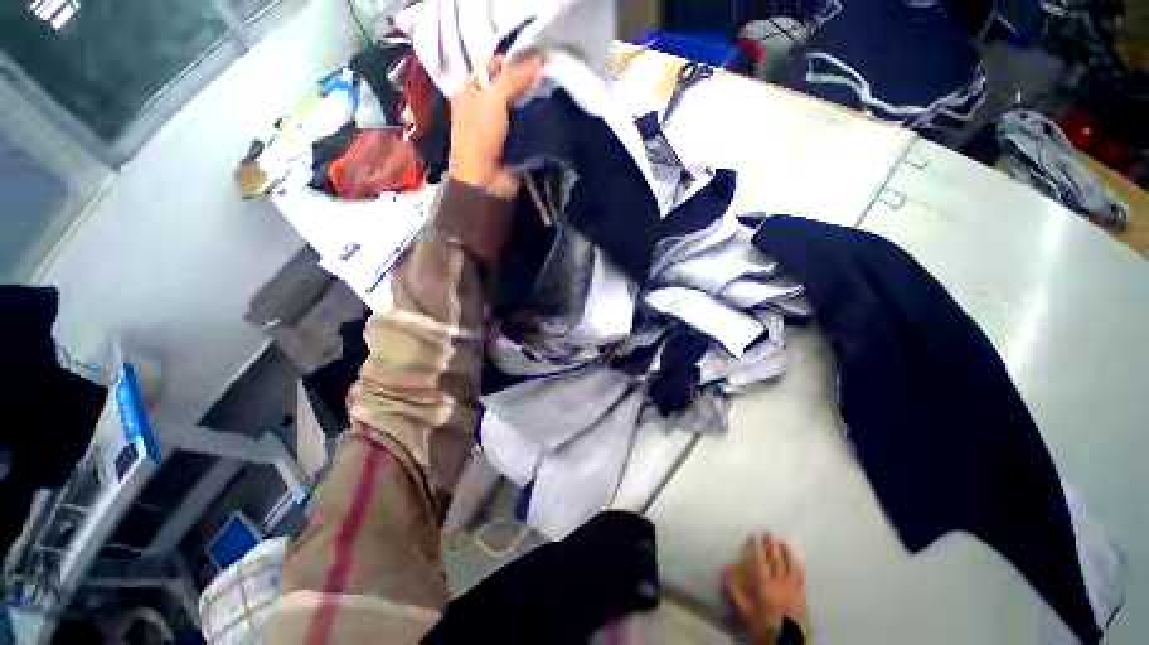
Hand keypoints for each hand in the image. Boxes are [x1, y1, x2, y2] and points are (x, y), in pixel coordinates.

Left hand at [448, 56, 542, 197]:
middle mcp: (483, 106)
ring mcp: (498, 127)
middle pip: (507, 87)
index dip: (511, 61)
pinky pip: (526, 127)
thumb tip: (539, 63)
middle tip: (547, 78)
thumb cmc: (480, 135)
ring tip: (552, 94)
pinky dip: (536, 122)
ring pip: (519, 107)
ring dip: (533, 103)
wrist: (485, 179)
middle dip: (526, 83)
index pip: (491, 67)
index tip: (534, 61)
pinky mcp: (512, 143)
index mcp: (469, 90)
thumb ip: (514, 78)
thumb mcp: (493, 99)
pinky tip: (550, 114)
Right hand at [724, 534, 809, 643]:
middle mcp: (781, 584)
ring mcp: (794, 589)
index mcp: (765, 586)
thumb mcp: (744, 611)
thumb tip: (726, 570)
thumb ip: (735, 591)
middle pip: (777, 560)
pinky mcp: (803, 596)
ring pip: (792, 566)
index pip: (760, 561)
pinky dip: (798, 565)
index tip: (754, 536)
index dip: (757, 547)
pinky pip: (801, 576)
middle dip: (772, 546)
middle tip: (769, 533)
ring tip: (783, 542)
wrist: (785, 643)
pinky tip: (796, 561)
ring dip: (787, 552)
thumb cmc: (762, 626)